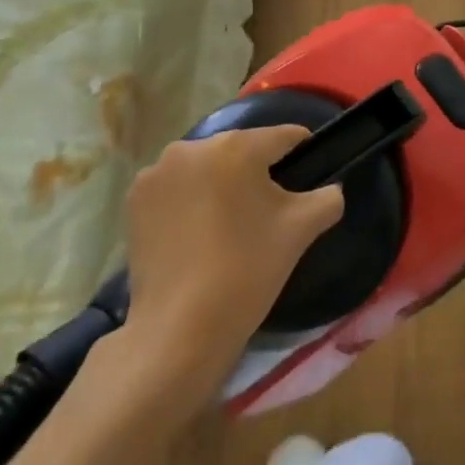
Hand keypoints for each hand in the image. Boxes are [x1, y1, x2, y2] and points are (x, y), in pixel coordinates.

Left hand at [116, 126, 343, 400]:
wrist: (180, 328)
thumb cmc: (248, 269)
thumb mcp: (302, 229)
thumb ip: (328, 197)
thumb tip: (330, 190)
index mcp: (236, 146)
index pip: (283, 137)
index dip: (303, 153)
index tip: (308, 178)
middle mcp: (192, 147)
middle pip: (240, 151)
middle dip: (257, 172)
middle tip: (268, 211)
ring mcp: (156, 173)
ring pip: (206, 168)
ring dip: (220, 185)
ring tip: (229, 225)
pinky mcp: (134, 200)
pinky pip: (175, 188)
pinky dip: (189, 201)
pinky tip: (197, 235)